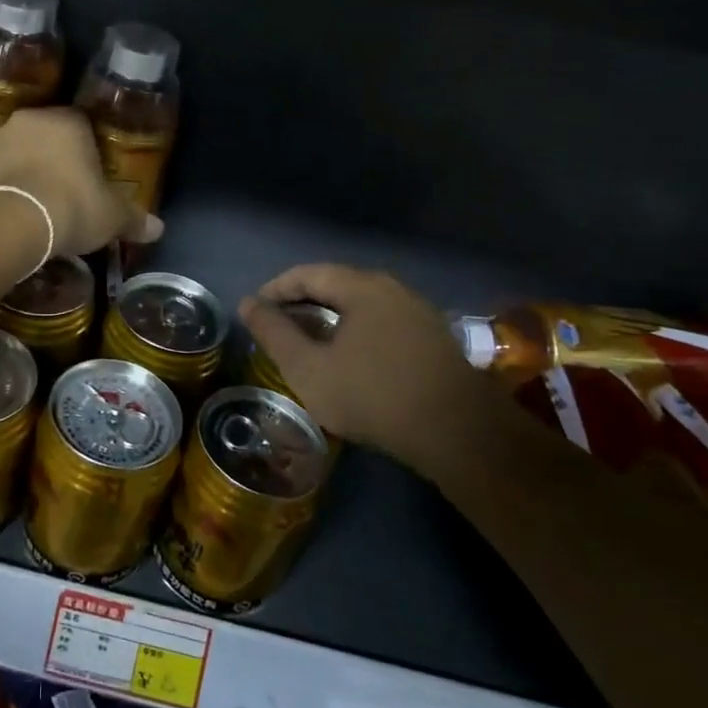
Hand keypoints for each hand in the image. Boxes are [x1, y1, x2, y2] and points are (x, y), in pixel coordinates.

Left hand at [0, 108, 160, 256]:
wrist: (9, 221)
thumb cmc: (70, 207)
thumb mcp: (111, 217)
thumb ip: (133, 219)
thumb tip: (158, 229)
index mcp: (68, 121)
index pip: (83, 125)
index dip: (89, 151)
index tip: (92, 176)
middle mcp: (29, 121)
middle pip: (47, 136)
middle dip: (55, 159)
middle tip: (65, 192)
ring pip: (17, 152)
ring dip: (26, 171)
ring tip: (36, 206)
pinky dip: (1, 188)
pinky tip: (10, 213)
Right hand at [239, 264, 487, 474]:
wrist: (459, 434)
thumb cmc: (373, 395)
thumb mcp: (308, 368)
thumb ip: (274, 333)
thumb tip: (248, 304)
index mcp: (362, 287)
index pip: (308, 273)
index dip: (276, 289)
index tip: (256, 311)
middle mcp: (393, 289)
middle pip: (337, 285)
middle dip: (302, 303)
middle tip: (278, 328)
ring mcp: (419, 313)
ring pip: (362, 305)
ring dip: (331, 319)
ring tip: (309, 344)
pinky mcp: (435, 339)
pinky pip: (383, 323)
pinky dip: (356, 332)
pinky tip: (350, 360)